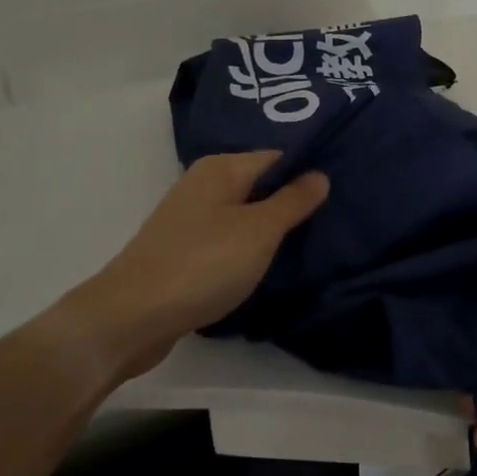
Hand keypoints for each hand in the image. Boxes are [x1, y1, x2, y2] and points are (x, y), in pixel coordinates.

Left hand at [60, 152, 328, 377]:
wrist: (132, 317)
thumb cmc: (202, 264)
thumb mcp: (259, 231)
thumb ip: (292, 201)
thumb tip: (320, 174)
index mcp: (220, 169)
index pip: (278, 157)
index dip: (309, 172)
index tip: (344, 190)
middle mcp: (203, 186)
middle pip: (260, 186)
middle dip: (293, 203)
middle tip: (336, 221)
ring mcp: (190, 221)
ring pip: (244, 216)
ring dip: (272, 230)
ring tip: (312, 244)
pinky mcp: (184, 252)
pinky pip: (228, 242)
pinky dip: (249, 251)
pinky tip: (270, 266)